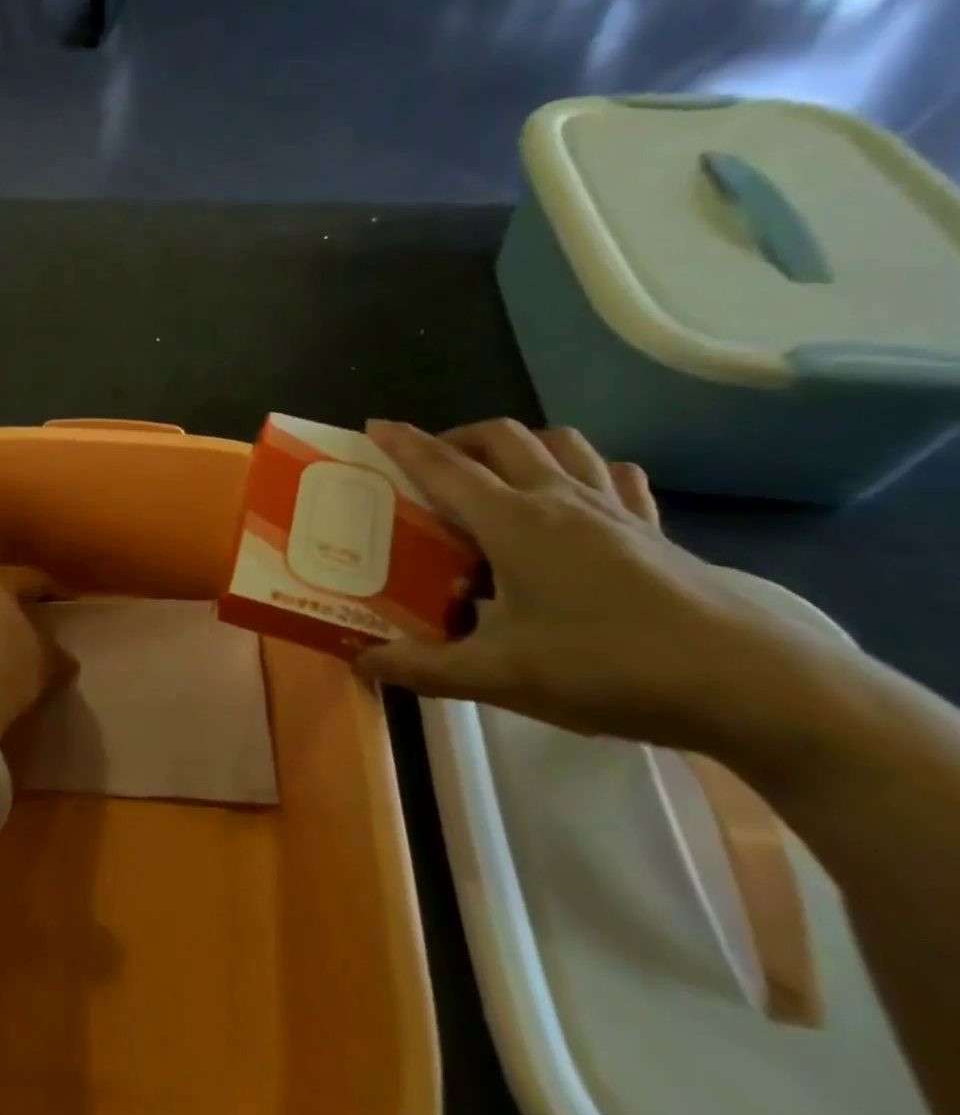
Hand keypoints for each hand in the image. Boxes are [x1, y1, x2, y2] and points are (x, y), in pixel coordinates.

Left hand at [0, 566, 70, 737]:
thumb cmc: (4, 668)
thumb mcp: (44, 662)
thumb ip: (57, 653)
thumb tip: (64, 657)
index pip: (35, 579)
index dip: (58, 594)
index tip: (74, 610)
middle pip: (4, 591)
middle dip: (24, 606)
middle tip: (47, 623)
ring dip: (1, 624)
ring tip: (23, 645)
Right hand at [354, 419, 860, 753]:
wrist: (753, 687)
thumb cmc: (609, 667)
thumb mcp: (501, 676)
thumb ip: (424, 668)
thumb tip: (362, 663)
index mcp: (513, 522)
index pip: (444, 467)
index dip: (404, 444)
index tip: (374, 427)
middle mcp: (558, 500)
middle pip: (502, 438)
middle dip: (458, 438)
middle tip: (433, 465)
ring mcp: (614, 511)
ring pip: (562, 444)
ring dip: (521, 445)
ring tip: (500, 475)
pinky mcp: (655, 532)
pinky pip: (617, 478)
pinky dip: (588, 472)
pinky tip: (582, 498)